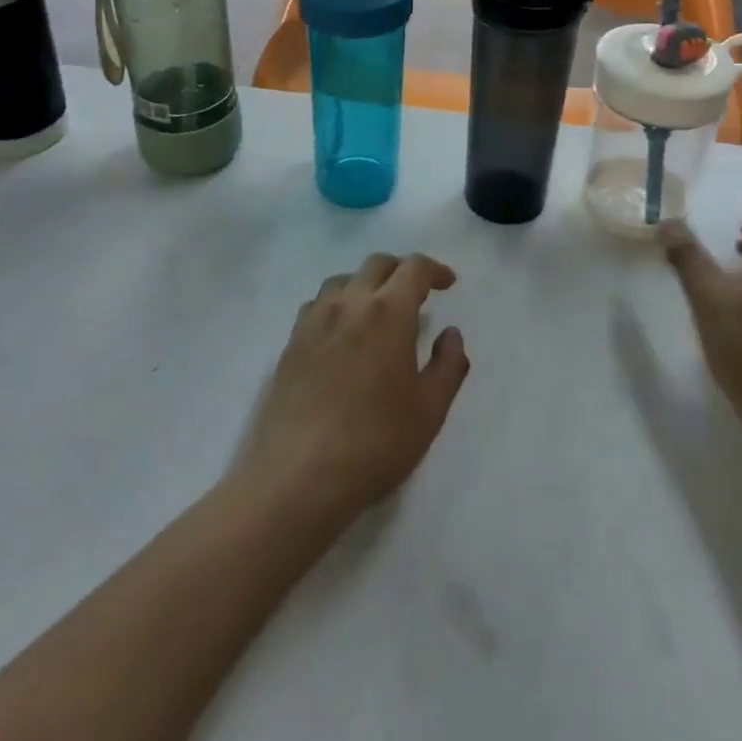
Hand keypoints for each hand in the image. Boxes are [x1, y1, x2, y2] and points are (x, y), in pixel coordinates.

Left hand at [230, 253, 469, 529]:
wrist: (298, 475)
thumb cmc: (375, 442)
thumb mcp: (429, 411)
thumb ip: (448, 366)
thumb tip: (450, 334)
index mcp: (388, 312)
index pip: (413, 268)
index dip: (434, 269)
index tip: (447, 283)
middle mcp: (349, 303)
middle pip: (376, 265)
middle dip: (401, 270)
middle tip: (417, 292)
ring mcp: (314, 320)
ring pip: (343, 280)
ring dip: (366, 284)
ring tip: (378, 310)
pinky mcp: (291, 342)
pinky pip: (317, 304)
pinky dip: (338, 304)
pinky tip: (342, 333)